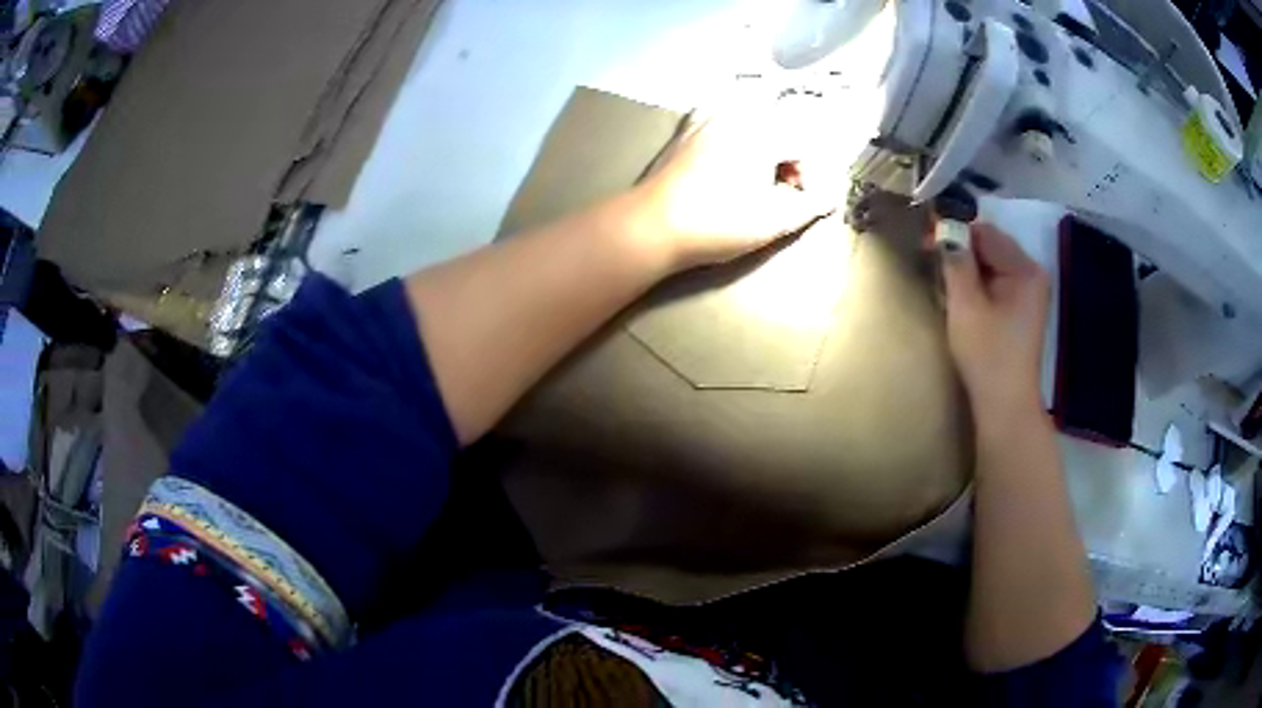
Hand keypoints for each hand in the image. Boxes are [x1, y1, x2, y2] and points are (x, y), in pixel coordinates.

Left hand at [626, 110, 836, 271]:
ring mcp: (708, 117)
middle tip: (782, 188)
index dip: (811, 174)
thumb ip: (809, 206)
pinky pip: (722, 116)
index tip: (801, 200)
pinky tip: (730, 153)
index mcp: (763, 131)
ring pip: (753, 117)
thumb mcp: (773, 221)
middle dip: (789, 156)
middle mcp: (737, 113)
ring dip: (766, 142)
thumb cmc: (717, 223)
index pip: (804, 143)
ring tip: (757, 175)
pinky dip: (736, 129)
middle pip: (781, 125)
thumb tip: (828, 197)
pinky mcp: (688, 128)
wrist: (653, 225)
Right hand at [942, 223, 1049, 415]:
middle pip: (990, 247)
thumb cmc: (987, 355)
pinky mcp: (1022, 309)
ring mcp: (1029, 292)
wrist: (1005, 405)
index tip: (927, 242)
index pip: (986, 233)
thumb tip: (943, 228)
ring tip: (945, 284)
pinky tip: (962, 300)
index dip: (955, 233)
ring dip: (967, 270)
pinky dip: (977, 285)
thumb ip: (955, 261)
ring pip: (991, 265)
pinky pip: (996, 283)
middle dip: (961, 252)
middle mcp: (1032, 274)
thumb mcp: (965, 305)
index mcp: (1025, 269)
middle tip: (932, 264)